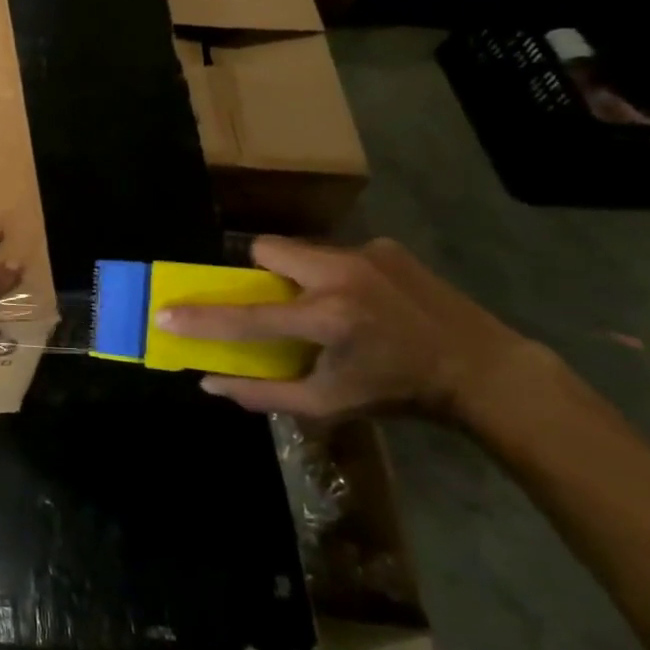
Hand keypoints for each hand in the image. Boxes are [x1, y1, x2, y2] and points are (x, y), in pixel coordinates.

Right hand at [156, 236, 536, 423]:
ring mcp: (366, 253)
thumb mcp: (328, 405)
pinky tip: (363, 299)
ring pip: (300, 248)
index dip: (202, 318)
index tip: (166, 313)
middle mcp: (342, 275)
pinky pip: (335, 251)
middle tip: (273, 301)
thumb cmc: (397, 393)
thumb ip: (262, 393)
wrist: (483, 369)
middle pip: (267, 249)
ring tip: (324, 304)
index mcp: (328, 320)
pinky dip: (333, 273)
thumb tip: (208, 381)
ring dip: (296, 272)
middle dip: (258, 272)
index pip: (248, 317)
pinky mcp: (386, 245)